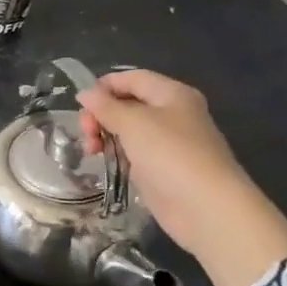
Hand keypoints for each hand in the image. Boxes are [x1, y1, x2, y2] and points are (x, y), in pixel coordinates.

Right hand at [78, 69, 286, 285]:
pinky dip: (115, 153)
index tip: (81, 104)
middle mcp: (172, 114)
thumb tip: (85, 94)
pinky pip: (132, 152)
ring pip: (126, 129)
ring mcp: (167, 143)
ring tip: (91, 151)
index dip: (104, 86)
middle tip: (87, 133)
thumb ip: (105, 106)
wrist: (205, 207)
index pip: (132, 78)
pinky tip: (103, 161)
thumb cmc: (170, 154)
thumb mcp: (132, 122)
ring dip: (104, 135)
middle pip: (127, 103)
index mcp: (171, 94)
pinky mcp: (160, 168)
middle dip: (101, 114)